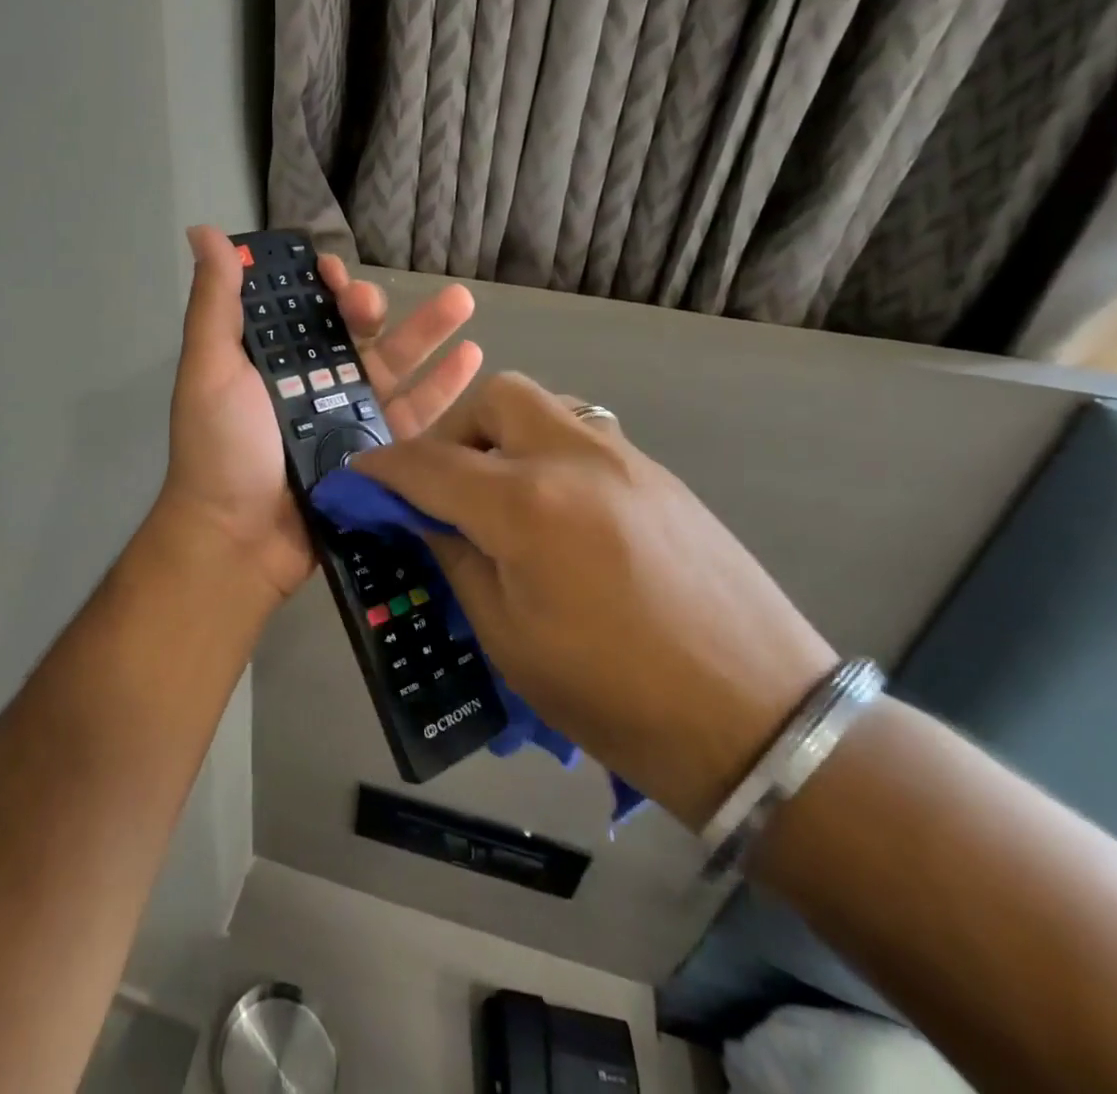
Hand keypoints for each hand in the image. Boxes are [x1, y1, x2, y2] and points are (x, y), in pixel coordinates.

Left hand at [156, 225, 481, 607]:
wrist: (240, 538)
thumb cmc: (221, 448)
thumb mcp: (210, 368)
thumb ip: (215, 303)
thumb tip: (204, 231)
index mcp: (272, 361)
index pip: (303, 309)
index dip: (319, 284)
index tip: (331, 271)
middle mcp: (312, 384)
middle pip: (353, 334)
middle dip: (369, 307)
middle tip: (370, 304)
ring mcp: (348, 418)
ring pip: (395, 366)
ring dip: (428, 332)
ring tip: (463, 302)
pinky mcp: (377, 453)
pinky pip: (415, 414)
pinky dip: (443, 387)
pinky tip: (472, 357)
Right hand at [354, 371, 837, 828]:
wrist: (759, 721)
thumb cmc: (615, 697)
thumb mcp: (508, 638)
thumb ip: (456, 558)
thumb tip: (422, 517)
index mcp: (527, 506)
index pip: (429, 463)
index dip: (382, 467)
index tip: (357, 476)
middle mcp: (575, 459)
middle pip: (495, 397)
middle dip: (452, 430)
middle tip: (443, 483)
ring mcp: (627, 460)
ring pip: (544, 405)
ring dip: (503, 434)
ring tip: (496, 493)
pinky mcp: (660, 476)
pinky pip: (584, 434)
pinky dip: (546, 451)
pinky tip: (552, 511)